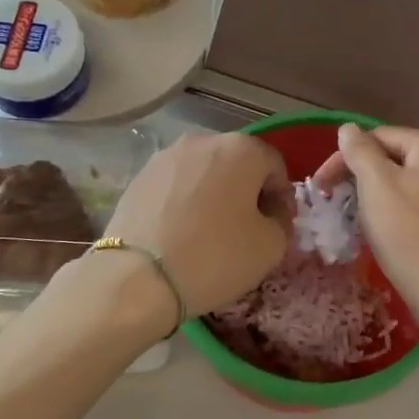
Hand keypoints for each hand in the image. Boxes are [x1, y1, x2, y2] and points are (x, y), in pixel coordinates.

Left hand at [102, 133, 292, 318]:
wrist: (137, 278)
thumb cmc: (215, 257)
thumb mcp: (271, 246)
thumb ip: (282, 221)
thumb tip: (271, 212)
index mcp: (242, 149)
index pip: (275, 166)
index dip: (282, 197)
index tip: (277, 225)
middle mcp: (203, 140)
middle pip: (238, 163)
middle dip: (247, 191)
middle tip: (246, 228)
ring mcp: (166, 156)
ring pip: (204, 172)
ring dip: (215, 194)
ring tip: (210, 231)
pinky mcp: (139, 176)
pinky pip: (176, 185)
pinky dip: (185, 202)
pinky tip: (181, 233)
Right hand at [313, 124, 418, 329]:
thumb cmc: (410, 236)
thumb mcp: (377, 186)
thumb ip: (360, 152)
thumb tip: (348, 128)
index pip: (377, 137)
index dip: (344, 159)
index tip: (320, 188)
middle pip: (392, 159)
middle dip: (359, 178)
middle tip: (334, 205)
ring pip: (404, 184)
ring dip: (375, 198)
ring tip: (354, 221)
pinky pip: (418, 205)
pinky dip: (395, 213)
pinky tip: (384, 233)